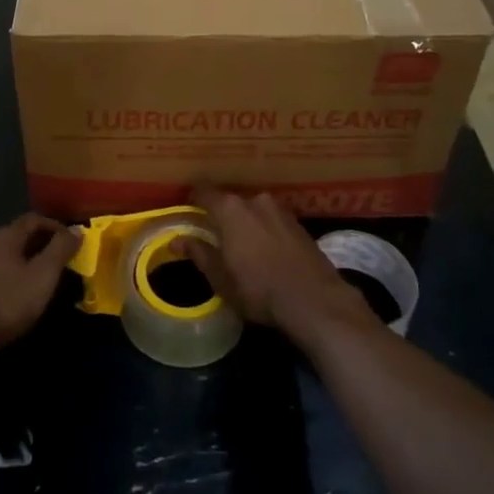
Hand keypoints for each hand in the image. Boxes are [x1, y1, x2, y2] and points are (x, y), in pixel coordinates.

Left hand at [0, 214, 77, 371]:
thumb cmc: (6, 301)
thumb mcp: (43, 275)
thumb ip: (60, 250)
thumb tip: (77, 229)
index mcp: (5, 235)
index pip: (33, 219)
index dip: (55, 226)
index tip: (71, 240)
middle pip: (16, 235)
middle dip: (39, 244)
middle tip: (58, 259)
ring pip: (3, 255)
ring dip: (22, 261)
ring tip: (38, 278)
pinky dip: (8, 276)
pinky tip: (13, 294)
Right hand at [185, 188, 378, 346]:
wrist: (316, 301)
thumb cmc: (259, 290)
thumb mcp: (221, 278)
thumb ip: (199, 253)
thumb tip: (177, 240)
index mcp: (230, 209)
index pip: (203, 192)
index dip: (192, 200)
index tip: (186, 210)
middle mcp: (255, 200)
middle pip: (230, 202)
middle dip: (221, 216)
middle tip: (214, 236)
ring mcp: (280, 210)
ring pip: (253, 211)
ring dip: (246, 224)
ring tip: (242, 247)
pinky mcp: (299, 224)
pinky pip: (272, 221)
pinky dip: (265, 231)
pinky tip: (266, 252)